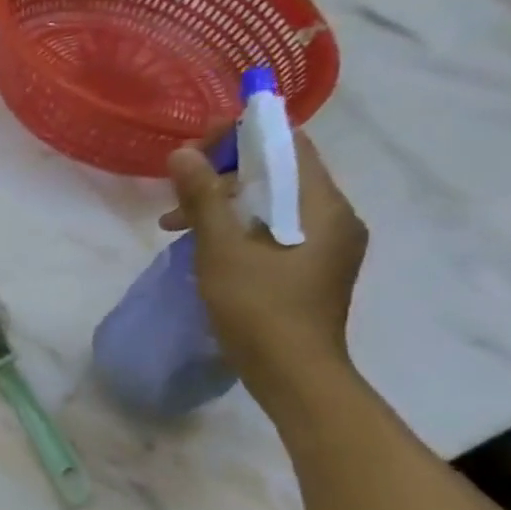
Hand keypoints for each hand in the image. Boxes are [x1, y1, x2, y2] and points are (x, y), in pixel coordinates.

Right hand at [163, 130, 367, 399]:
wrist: (292, 374)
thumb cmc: (258, 308)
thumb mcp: (221, 249)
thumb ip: (203, 198)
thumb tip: (182, 154)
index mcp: (324, 207)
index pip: (289, 146)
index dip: (244, 135)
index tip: (198, 144)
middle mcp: (334, 219)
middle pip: (280, 174)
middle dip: (225, 173)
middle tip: (178, 187)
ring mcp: (325, 246)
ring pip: (272, 204)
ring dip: (224, 203)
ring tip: (176, 223)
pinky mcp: (310, 268)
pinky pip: (273, 229)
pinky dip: (237, 227)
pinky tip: (204, 245)